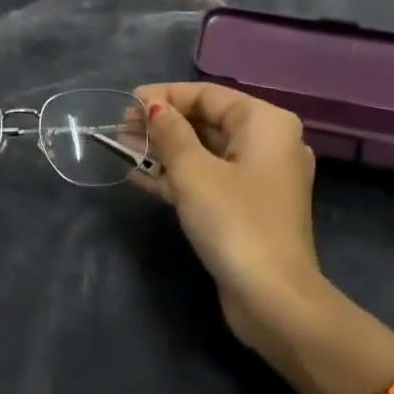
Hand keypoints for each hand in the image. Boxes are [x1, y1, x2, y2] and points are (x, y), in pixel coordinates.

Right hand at [131, 82, 328, 348]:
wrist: (273, 298)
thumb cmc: (234, 222)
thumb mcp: (194, 172)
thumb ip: (170, 133)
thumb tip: (153, 106)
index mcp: (266, 124)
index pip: (209, 95)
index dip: (165, 95)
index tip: (128, 101)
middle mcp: (268, 144)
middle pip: (207, 122)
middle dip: (162, 123)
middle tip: (120, 126)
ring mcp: (259, 179)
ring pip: (205, 152)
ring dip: (164, 150)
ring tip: (121, 146)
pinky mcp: (246, 208)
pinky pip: (208, 179)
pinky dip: (176, 176)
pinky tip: (138, 174)